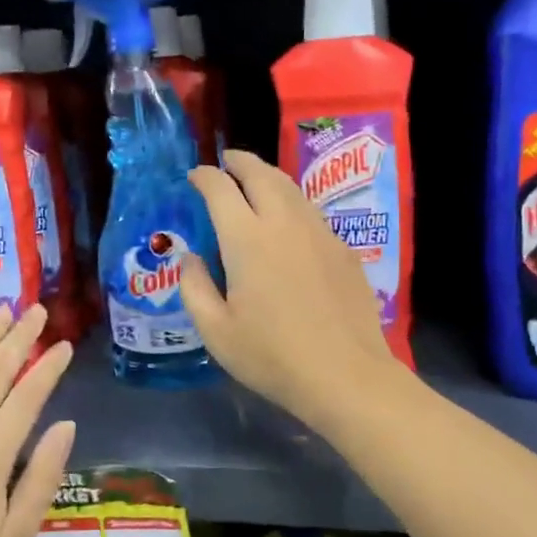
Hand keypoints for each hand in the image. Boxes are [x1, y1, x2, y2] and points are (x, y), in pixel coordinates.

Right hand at [180, 150, 402, 427]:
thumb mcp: (216, 331)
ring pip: (291, 188)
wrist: (345, 374)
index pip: (220, 189)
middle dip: (239, 162)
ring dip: (268, 177)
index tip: (195, 177)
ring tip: (255, 182)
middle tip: (227, 163)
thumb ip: (195, 288)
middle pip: (261, 174)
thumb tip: (191, 259)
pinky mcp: (343, 249)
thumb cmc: (272, 357)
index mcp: (247, 239)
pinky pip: (311, 212)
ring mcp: (319, 233)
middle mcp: (284, 223)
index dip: (204, 176)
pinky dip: (292, 203)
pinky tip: (288, 222)